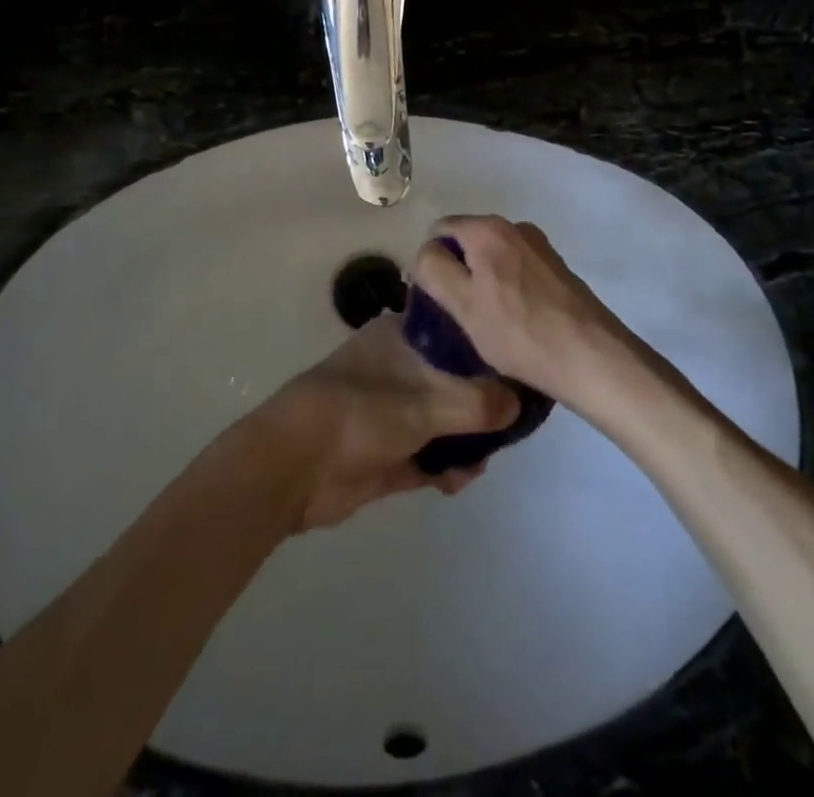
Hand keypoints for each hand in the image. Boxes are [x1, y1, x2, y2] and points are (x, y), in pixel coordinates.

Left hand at [250, 314, 519, 531]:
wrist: (293, 467)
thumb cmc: (359, 413)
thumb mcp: (424, 402)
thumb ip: (476, 403)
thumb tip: (520, 403)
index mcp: (400, 337)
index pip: (455, 332)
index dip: (488, 348)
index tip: (521, 368)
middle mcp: (398, 368)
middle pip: (454, 379)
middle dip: (483, 402)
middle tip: (514, 422)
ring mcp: (392, 412)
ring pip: (444, 420)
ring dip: (467, 439)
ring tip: (486, 457)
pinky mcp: (388, 453)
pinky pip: (429, 457)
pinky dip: (447, 467)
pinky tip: (460, 480)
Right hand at [412, 217, 634, 407]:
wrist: (592, 357)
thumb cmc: (519, 332)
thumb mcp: (463, 304)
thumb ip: (434, 269)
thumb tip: (427, 252)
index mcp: (487, 228)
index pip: (438, 231)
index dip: (430, 263)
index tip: (437, 300)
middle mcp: (514, 226)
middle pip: (467, 242)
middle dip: (458, 272)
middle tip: (459, 314)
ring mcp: (539, 246)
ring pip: (493, 257)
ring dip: (483, 282)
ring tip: (488, 322)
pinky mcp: (557, 268)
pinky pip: (516, 269)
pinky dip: (508, 287)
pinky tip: (515, 321)